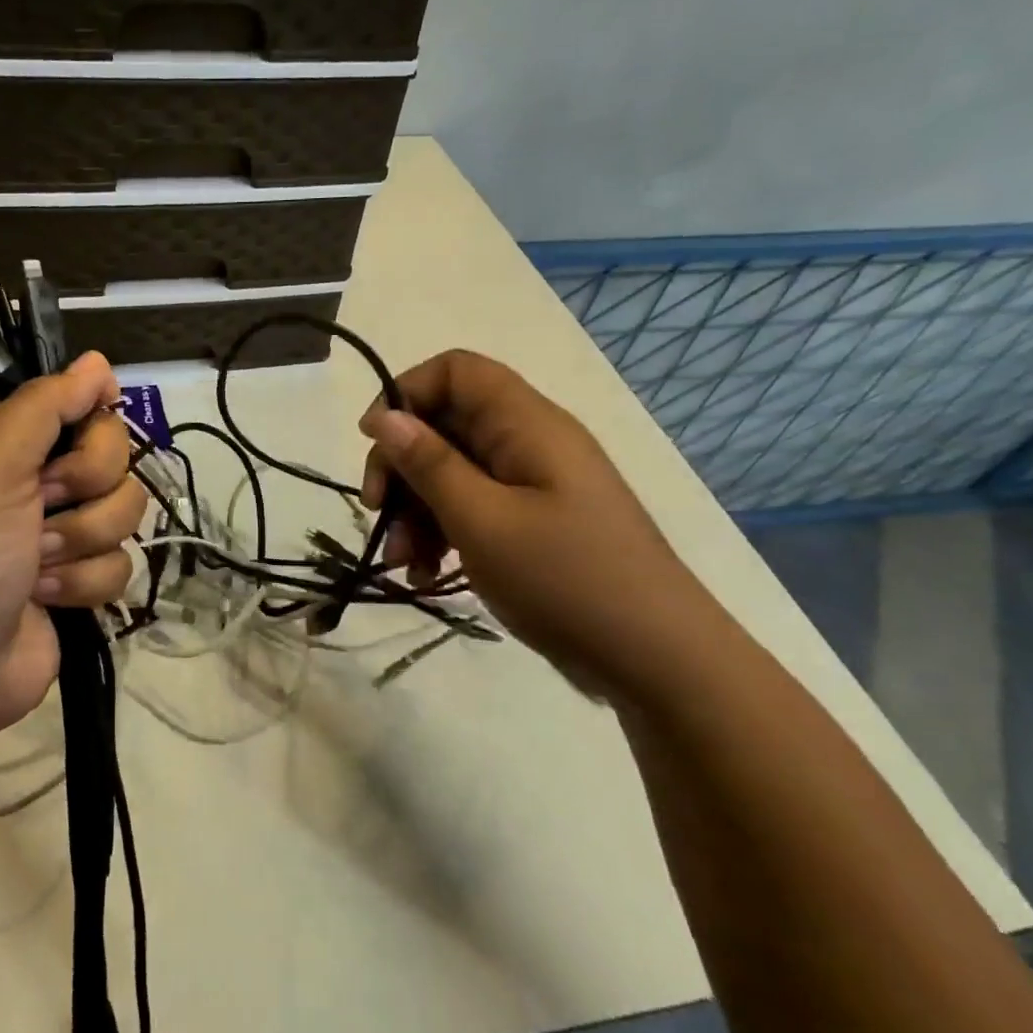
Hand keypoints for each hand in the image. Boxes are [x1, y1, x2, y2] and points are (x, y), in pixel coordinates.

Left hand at [0, 352, 144, 734]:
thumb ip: (45, 406)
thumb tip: (97, 360)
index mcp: (4, 441)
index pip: (76, 402)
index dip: (90, 418)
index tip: (87, 432)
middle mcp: (33, 479)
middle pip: (112, 455)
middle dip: (85, 487)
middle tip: (43, 507)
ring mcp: (58, 532)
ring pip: (123, 510)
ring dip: (81, 541)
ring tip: (37, 565)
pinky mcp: (77, 581)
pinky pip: (120, 563)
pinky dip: (84, 583)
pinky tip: (45, 599)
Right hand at [358, 350, 731, 699]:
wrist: (659, 662)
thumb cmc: (567, 580)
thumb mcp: (483, 521)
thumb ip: (429, 464)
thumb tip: (383, 416)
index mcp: (527, 424)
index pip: (456, 371)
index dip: (407, 393)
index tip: (374, 442)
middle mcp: (529, 443)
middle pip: (446, 425)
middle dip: (403, 467)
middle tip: (376, 512)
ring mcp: (533, 485)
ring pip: (453, 472)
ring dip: (416, 510)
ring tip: (402, 561)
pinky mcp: (533, 523)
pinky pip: (473, 509)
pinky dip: (443, 533)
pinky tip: (426, 575)